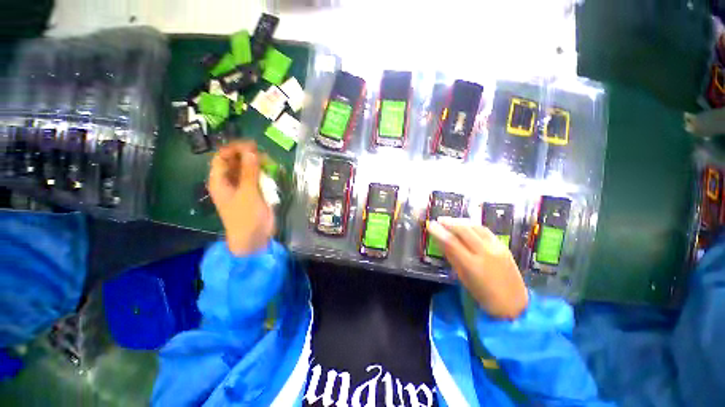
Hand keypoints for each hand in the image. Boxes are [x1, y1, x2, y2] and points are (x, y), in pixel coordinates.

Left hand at [208, 141, 274, 255]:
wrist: (254, 237)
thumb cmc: (245, 216)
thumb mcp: (247, 193)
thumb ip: (249, 172)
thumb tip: (251, 151)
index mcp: (220, 181)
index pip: (222, 158)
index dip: (234, 149)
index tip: (250, 145)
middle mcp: (229, 182)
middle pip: (235, 162)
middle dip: (247, 156)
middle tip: (263, 153)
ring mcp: (242, 187)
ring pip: (247, 169)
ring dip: (257, 164)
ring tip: (269, 162)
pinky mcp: (254, 192)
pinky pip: (257, 178)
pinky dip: (263, 173)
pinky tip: (272, 171)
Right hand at [427, 217, 527, 318]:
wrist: (513, 303)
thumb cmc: (483, 295)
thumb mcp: (463, 277)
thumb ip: (452, 257)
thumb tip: (440, 241)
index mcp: (472, 265)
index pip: (451, 242)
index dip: (438, 232)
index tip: (430, 225)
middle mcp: (485, 253)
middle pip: (464, 230)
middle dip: (449, 222)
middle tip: (439, 219)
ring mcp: (496, 247)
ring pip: (475, 227)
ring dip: (460, 221)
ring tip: (450, 220)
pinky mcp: (503, 246)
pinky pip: (485, 230)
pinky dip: (473, 225)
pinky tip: (466, 224)